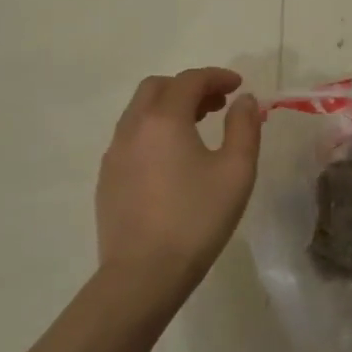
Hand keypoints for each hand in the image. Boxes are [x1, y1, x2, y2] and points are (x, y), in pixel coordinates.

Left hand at [95, 68, 262, 299]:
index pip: (190, 80)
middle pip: (157, 88)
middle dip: (189, 87)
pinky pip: (131, 137)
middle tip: (218, 103)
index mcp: (164, 119)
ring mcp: (114, 154)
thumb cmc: (197, 218)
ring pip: (140, 112)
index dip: (217, 76)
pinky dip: (155, 130)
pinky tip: (174, 158)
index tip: (239, 86)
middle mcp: (133, 128)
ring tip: (199, 127)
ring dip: (170, 107)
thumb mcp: (236, 170)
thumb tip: (244, 101)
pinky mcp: (107, 179)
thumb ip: (244, 127)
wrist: (143, 274)